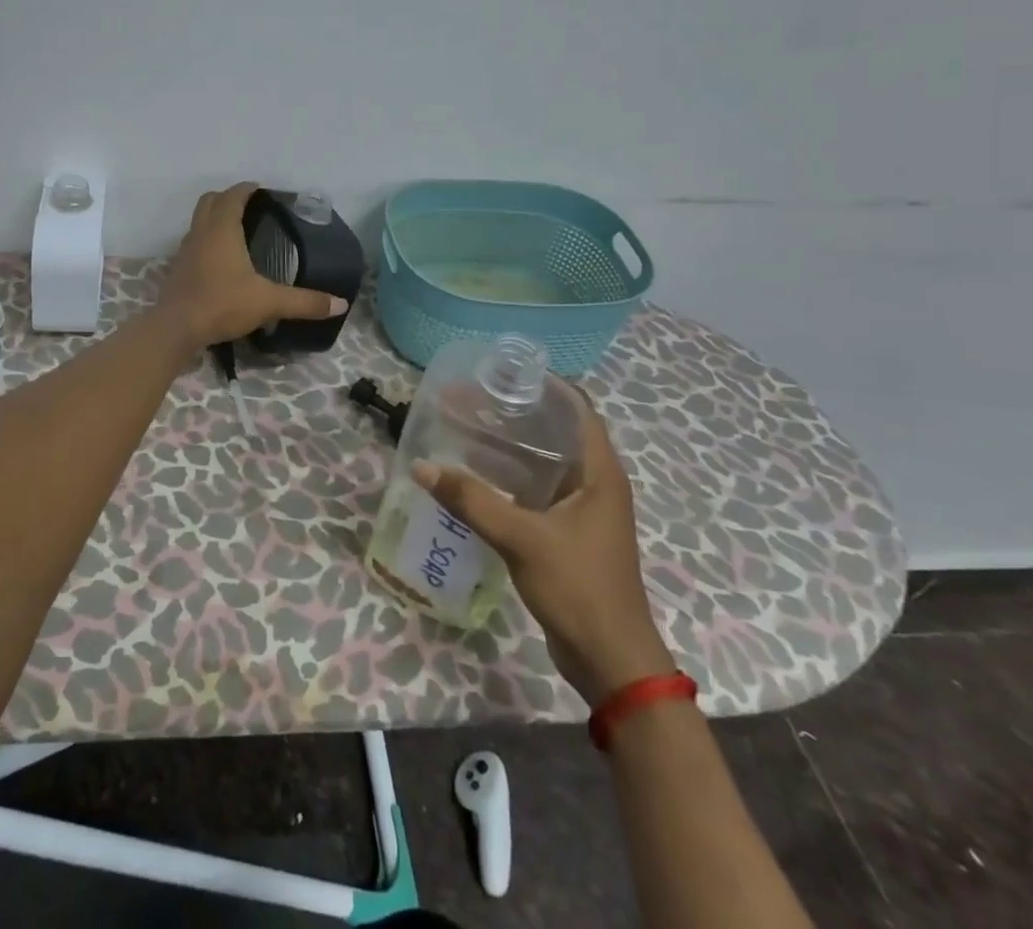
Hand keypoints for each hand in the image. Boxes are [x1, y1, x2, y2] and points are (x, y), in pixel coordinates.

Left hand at [158, 183, 348, 349]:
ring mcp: (185, 250)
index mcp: (222, 229)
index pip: (233, 196)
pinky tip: (221, 261)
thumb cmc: (222, 304)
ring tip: (238, 232)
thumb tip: (340, 304)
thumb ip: (304, 302)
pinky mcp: (178, 268)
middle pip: (210, 201)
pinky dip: (207, 241)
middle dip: (228, 198)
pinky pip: (194, 242)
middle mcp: (201, 232)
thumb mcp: (269, 302)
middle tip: (251, 208)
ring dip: (215, 218)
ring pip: (199, 221)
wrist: (176, 328)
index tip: (262, 190)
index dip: (247, 189)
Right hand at [414, 392, 674, 706]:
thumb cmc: (579, 587)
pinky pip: (535, 490)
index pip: (578, 408)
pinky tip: (474, 475)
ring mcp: (582, 509)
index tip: (503, 371)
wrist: (611, 660)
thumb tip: (422, 466)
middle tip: (471, 397)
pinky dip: (508, 477)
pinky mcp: (567, 533)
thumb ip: (472, 500)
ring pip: (543, 462)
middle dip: (515, 411)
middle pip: (555, 431)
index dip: (545, 384)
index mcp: (599, 472)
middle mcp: (594, 482)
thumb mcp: (521, 538)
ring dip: (509, 445)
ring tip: (465, 427)